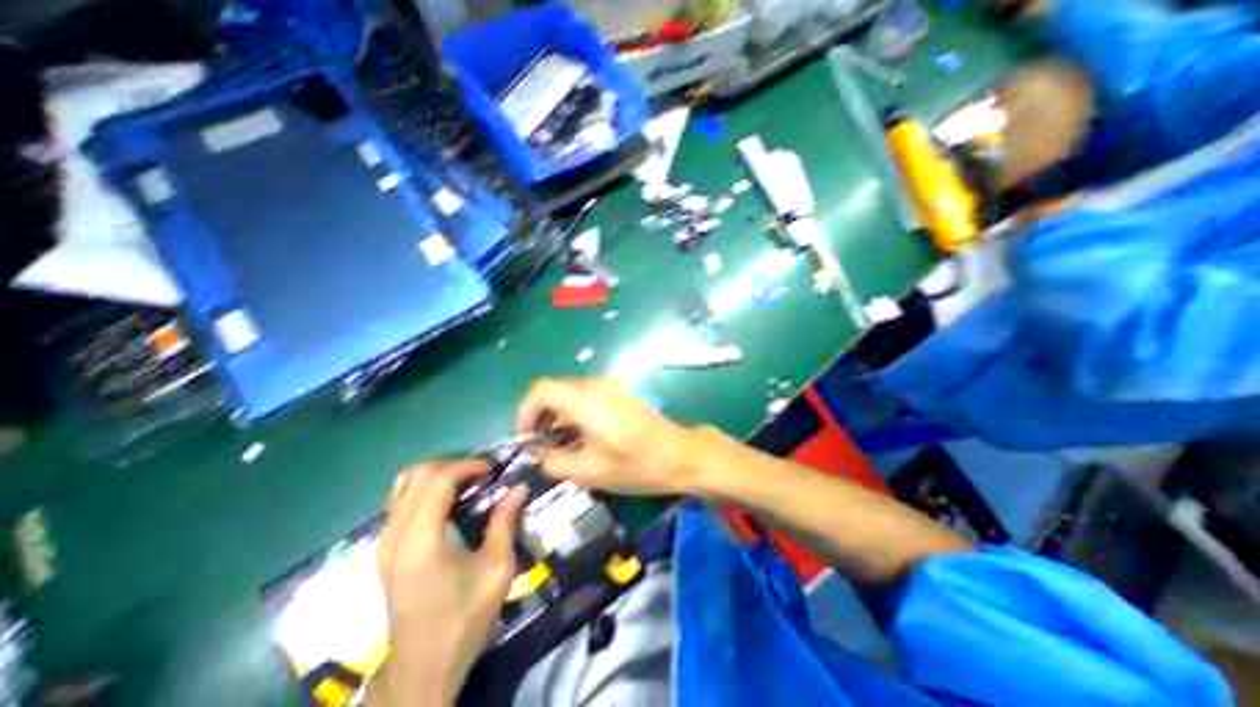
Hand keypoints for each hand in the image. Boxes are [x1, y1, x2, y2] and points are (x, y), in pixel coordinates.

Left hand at [373, 461, 530, 705]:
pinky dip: (424, 487)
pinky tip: (447, 499)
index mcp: (421, 541)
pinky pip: (400, 500)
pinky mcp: (384, 548)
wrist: (423, 666)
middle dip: (452, 464)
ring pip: (403, 484)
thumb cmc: (463, 618)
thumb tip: (519, 487)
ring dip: (437, 473)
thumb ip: (505, 522)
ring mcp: (384, 542)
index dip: (467, 465)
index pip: (437, 480)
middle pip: (416, 475)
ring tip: (465, 480)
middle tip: (480, 472)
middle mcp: (395, 535)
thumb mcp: (496, 569)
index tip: (492, 469)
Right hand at [517, 376, 702, 496]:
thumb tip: (536, 452)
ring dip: (557, 415)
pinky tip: (579, 436)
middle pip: (554, 390)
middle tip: (539, 445)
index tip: (525, 439)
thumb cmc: (635, 464)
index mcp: (584, 398)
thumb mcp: (588, 471)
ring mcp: (610, 385)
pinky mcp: (619, 392)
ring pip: (570, 393)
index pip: (539, 390)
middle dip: (540, 415)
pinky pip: (586, 396)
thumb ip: (553, 461)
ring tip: (557, 445)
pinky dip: (573, 412)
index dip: (524, 413)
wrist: (681, 454)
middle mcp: (595, 384)